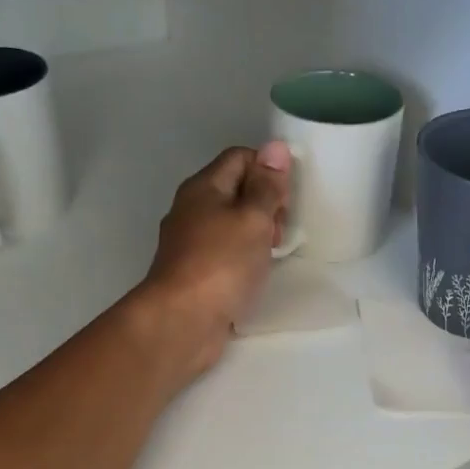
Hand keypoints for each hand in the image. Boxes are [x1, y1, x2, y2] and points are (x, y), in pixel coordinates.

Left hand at [137, 142, 291, 380]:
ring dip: (256, 235)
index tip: (287, 200)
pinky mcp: (194, 273)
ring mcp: (190, 244)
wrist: (182, 321)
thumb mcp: (253, 218)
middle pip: (235, 191)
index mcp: (203, 187)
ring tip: (271, 255)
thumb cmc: (221, 263)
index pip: (240, 158)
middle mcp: (191, 210)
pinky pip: (225, 253)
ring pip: (231, 224)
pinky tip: (255, 275)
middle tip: (280, 232)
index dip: (268, 170)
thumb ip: (266, 185)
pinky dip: (243, 258)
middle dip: (265, 205)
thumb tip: (275, 147)